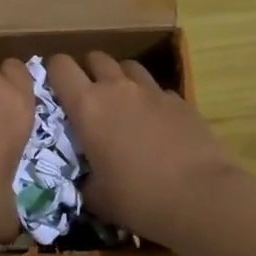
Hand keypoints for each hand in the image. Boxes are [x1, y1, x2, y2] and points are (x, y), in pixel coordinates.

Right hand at [44, 53, 234, 243]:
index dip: (53, 72)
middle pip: (96, 58)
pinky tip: (154, 122)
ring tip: (121, 103)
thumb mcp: (97, 197)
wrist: (201, 197)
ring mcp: (152, 91)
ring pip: (128, 66)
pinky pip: (157, 89)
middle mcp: (117, 88)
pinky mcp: (180, 101)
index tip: (54, 90)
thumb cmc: (138, 198)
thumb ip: (83, 180)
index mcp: (88, 106)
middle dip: (87, 71)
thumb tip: (85, 179)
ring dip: (119, 78)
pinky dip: (150, 98)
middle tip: (88, 97)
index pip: (60, 67)